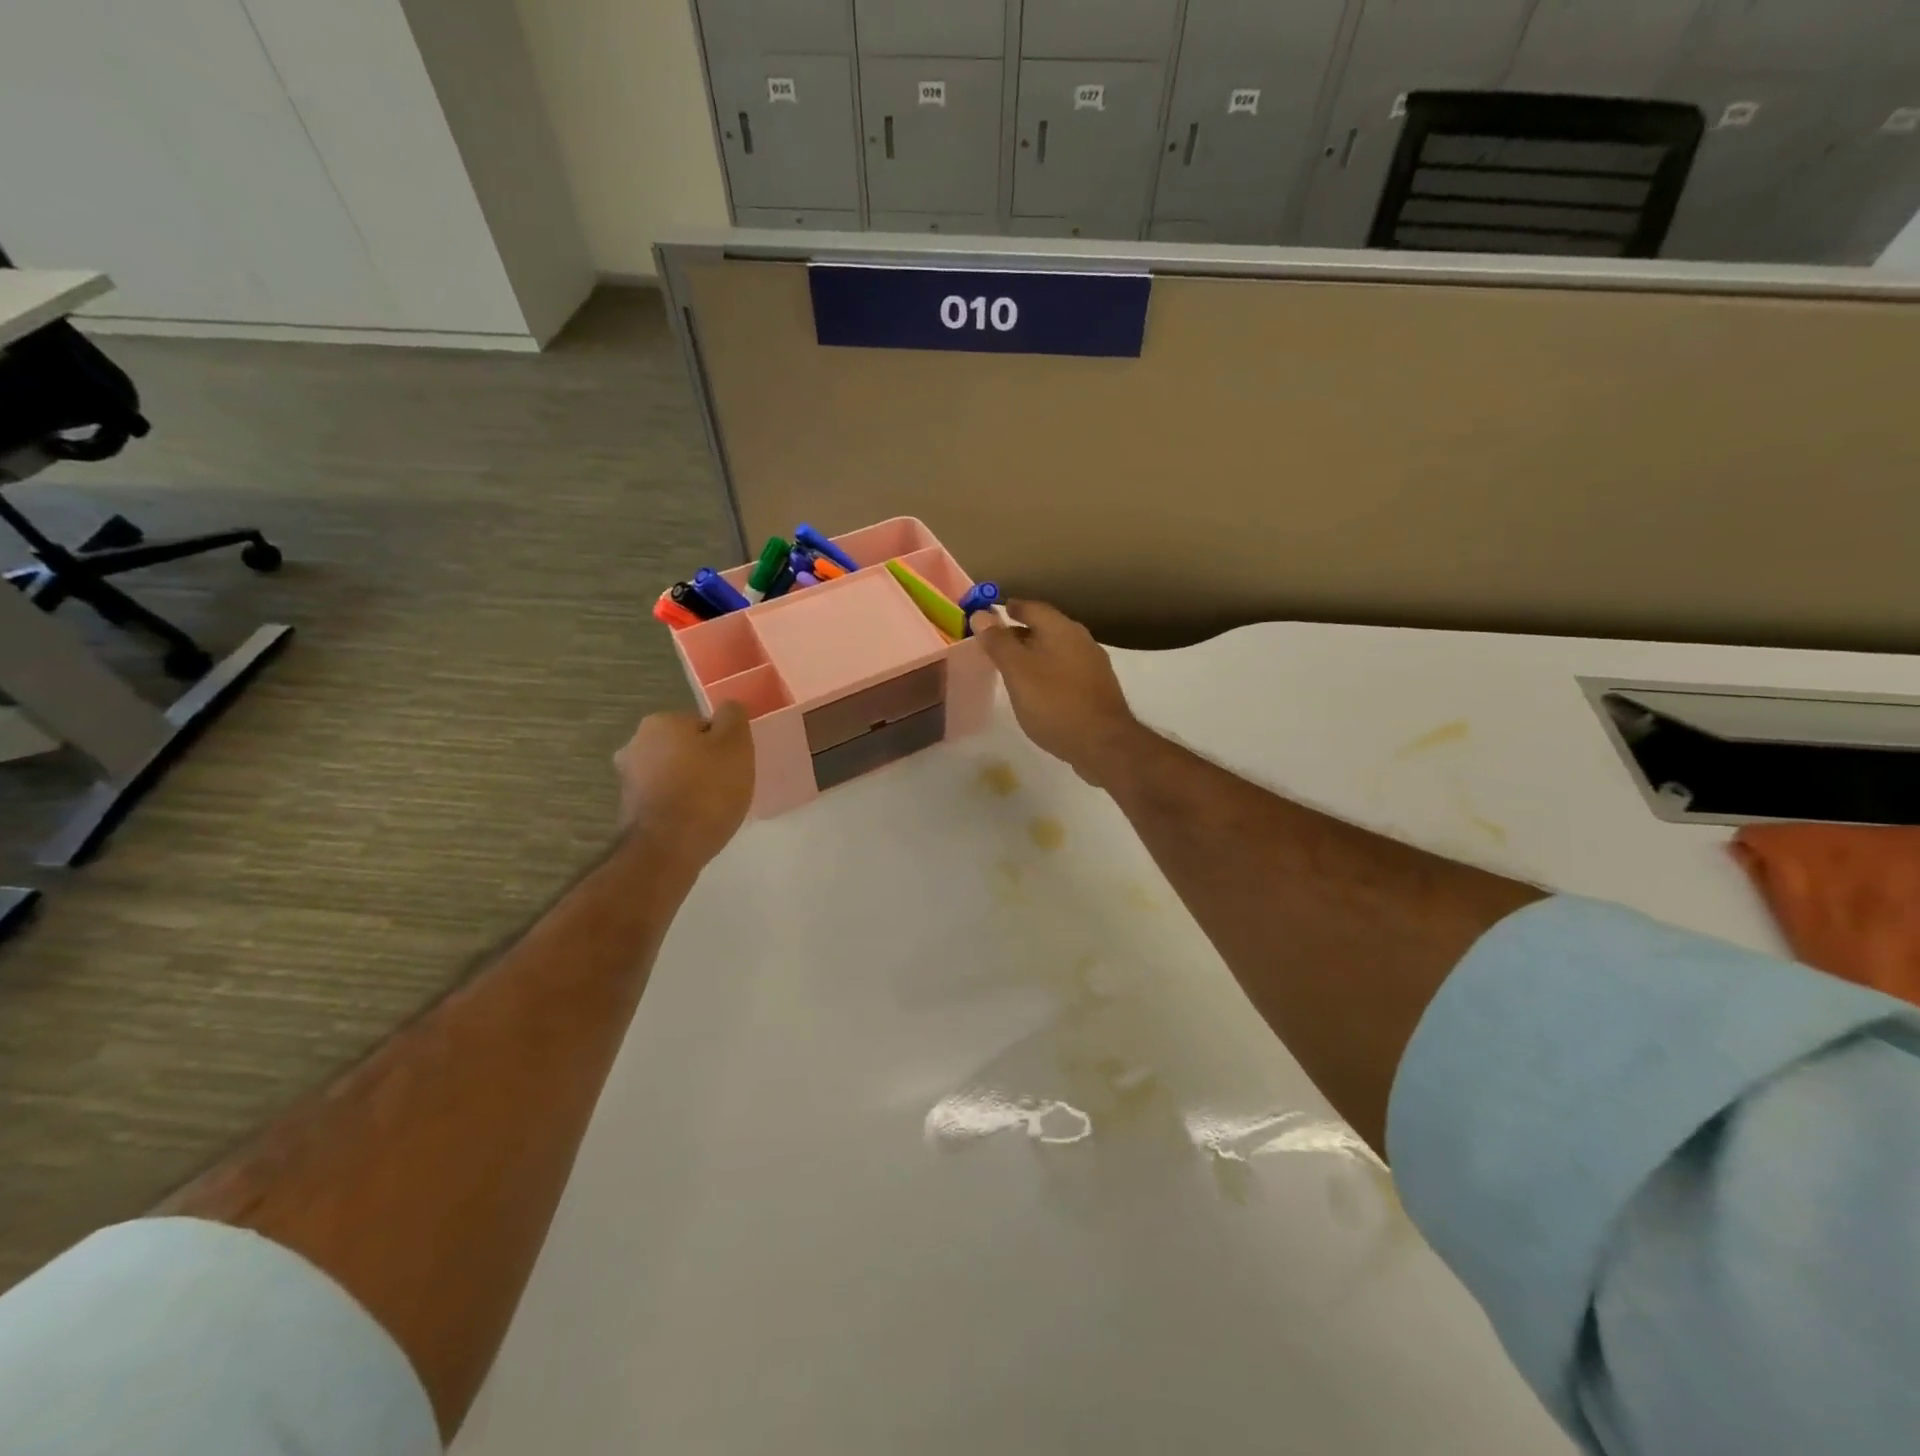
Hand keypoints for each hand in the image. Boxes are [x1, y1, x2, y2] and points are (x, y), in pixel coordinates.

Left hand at [613, 701, 754, 866]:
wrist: (667, 849)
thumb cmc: (707, 791)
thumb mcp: (736, 746)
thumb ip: (733, 717)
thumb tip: (727, 708)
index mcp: (661, 722)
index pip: (703, 725)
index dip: (723, 745)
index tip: (734, 766)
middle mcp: (635, 743)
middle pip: (685, 747)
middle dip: (703, 763)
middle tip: (726, 787)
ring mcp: (627, 777)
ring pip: (672, 773)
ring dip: (689, 784)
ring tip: (711, 808)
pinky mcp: (628, 808)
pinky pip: (663, 797)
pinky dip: (677, 805)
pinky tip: (693, 822)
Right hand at [970, 600, 1140, 787]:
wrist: (1103, 744)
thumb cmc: (1055, 703)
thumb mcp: (1018, 672)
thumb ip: (999, 643)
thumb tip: (980, 614)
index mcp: (1062, 629)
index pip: (1032, 608)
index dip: (1011, 609)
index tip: (992, 614)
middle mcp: (1081, 640)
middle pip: (1046, 628)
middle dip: (1021, 632)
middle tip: (997, 643)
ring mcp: (1093, 665)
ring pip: (1057, 650)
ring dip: (1035, 653)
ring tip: (1013, 667)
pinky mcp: (1098, 688)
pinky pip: (1067, 670)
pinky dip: (1049, 671)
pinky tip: (1039, 689)